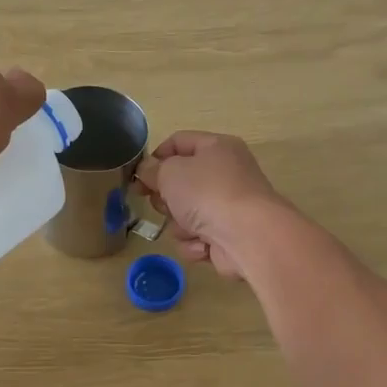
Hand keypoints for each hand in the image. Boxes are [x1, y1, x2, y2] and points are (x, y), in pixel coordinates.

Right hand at [135, 132, 285, 280]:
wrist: (248, 236)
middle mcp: (225, 174)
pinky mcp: (228, 236)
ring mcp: (228, 207)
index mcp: (216, 147)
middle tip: (162, 204)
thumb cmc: (207, 193)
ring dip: (180, 224)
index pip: (178, 142)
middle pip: (181, 182)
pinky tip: (203, 244)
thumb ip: (152, 169)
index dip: (155, 158)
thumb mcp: (170, 172)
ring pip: (185, 214)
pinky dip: (196, 242)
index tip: (138, 176)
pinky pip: (197, 237)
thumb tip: (147, 171)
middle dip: (166, 197)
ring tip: (189, 227)